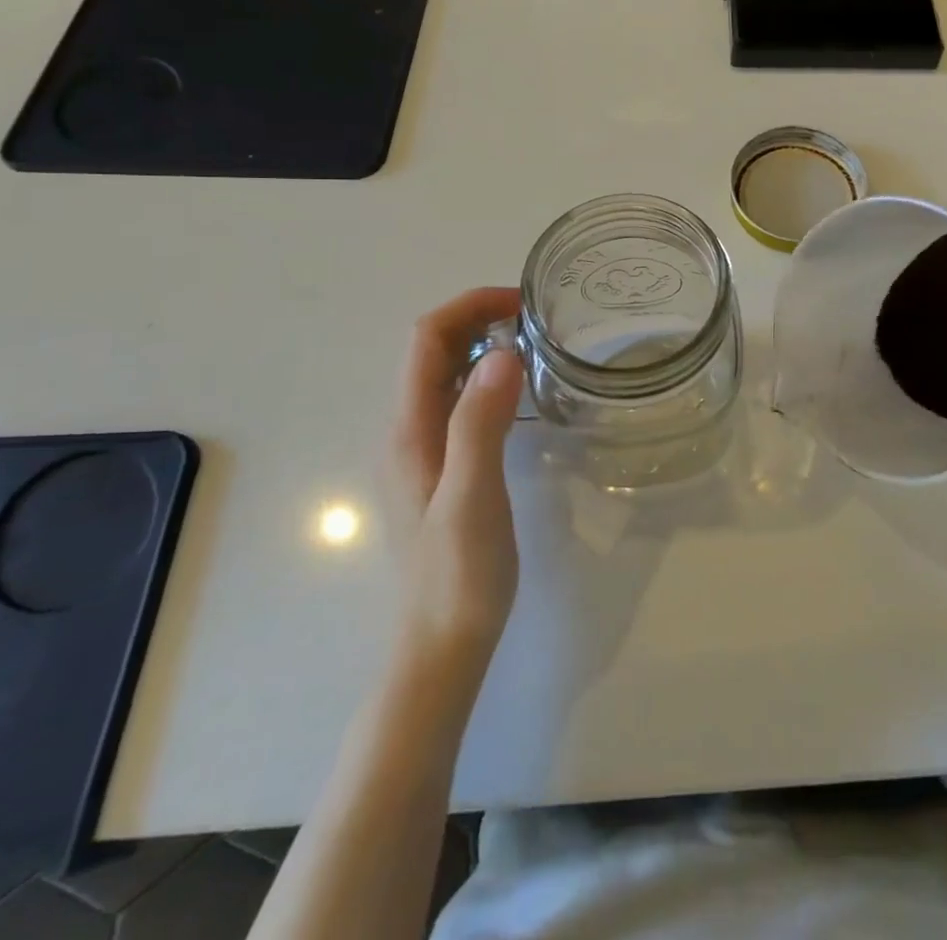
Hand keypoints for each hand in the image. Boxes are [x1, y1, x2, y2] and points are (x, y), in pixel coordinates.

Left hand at [390, 288, 525, 660]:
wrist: (442, 646)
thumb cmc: (458, 574)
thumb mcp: (473, 496)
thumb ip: (480, 423)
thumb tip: (501, 351)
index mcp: (412, 428)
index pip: (427, 339)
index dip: (469, 306)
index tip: (522, 301)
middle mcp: (410, 429)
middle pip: (432, 349)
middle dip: (476, 316)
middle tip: (535, 316)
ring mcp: (424, 449)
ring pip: (445, 373)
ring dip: (481, 343)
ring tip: (533, 341)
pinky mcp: (443, 467)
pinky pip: (459, 400)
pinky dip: (486, 376)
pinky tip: (519, 391)